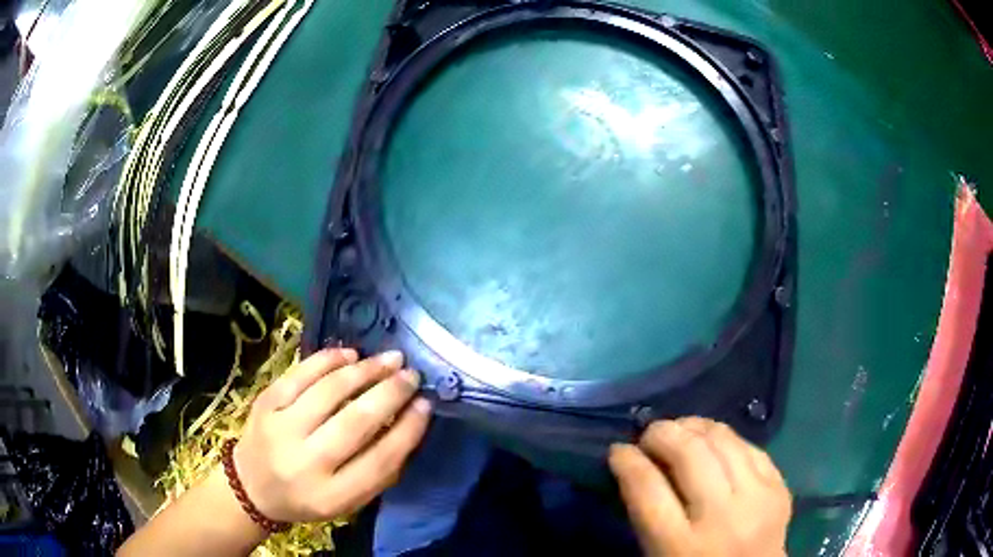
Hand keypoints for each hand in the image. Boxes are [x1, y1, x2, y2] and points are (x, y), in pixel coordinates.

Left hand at [232, 349, 431, 522]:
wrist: (252, 486)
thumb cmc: (307, 497)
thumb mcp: (347, 501)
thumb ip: (378, 470)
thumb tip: (408, 422)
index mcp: (331, 496)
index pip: (379, 460)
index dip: (408, 429)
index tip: (426, 405)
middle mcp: (305, 463)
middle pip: (355, 421)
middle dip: (390, 392)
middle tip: (411, 375)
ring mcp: (280, 429)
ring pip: (329, 391)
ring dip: (365, 371)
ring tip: (389, 359)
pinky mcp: (265, 403)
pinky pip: (300, 374)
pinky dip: (328, 359)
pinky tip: (351, 354)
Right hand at [609, 417, 790, 556]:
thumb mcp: (658, 554)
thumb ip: (646, 515)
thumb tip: (636, 465)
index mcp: (680, 547)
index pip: (648, 489)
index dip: (628, 461)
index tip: (618, 450)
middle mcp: (722, 518)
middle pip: (689, 454)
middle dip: (662, 433)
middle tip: (649, 435)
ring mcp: (757, 498)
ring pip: (722, 440)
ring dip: (694, 427)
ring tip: (680, 430)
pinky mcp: (779, 487)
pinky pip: (749, 446)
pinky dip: (724, 438)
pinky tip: (712, 441)